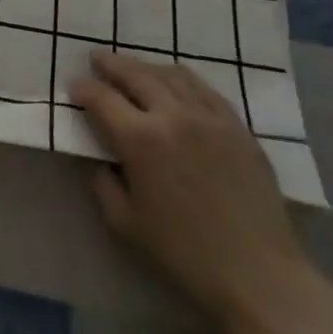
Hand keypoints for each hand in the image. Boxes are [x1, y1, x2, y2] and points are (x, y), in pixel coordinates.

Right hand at [72, 51, 309, 327]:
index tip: (73, 86)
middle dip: (110, 64)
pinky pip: (202, 88)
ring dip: (144, 67)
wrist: (259, 274)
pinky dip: (179, 78)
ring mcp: (207, 116)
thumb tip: (103, 160)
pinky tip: (174, 82)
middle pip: (134, 75)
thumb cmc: (185, 254)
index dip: (83, 88)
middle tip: (96, 59)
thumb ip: (104, 184)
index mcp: (140, 140)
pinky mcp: (236, 125)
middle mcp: (171, 115)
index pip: (102, 99)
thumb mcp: (126, 225)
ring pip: (169, 74)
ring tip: (132, 68)